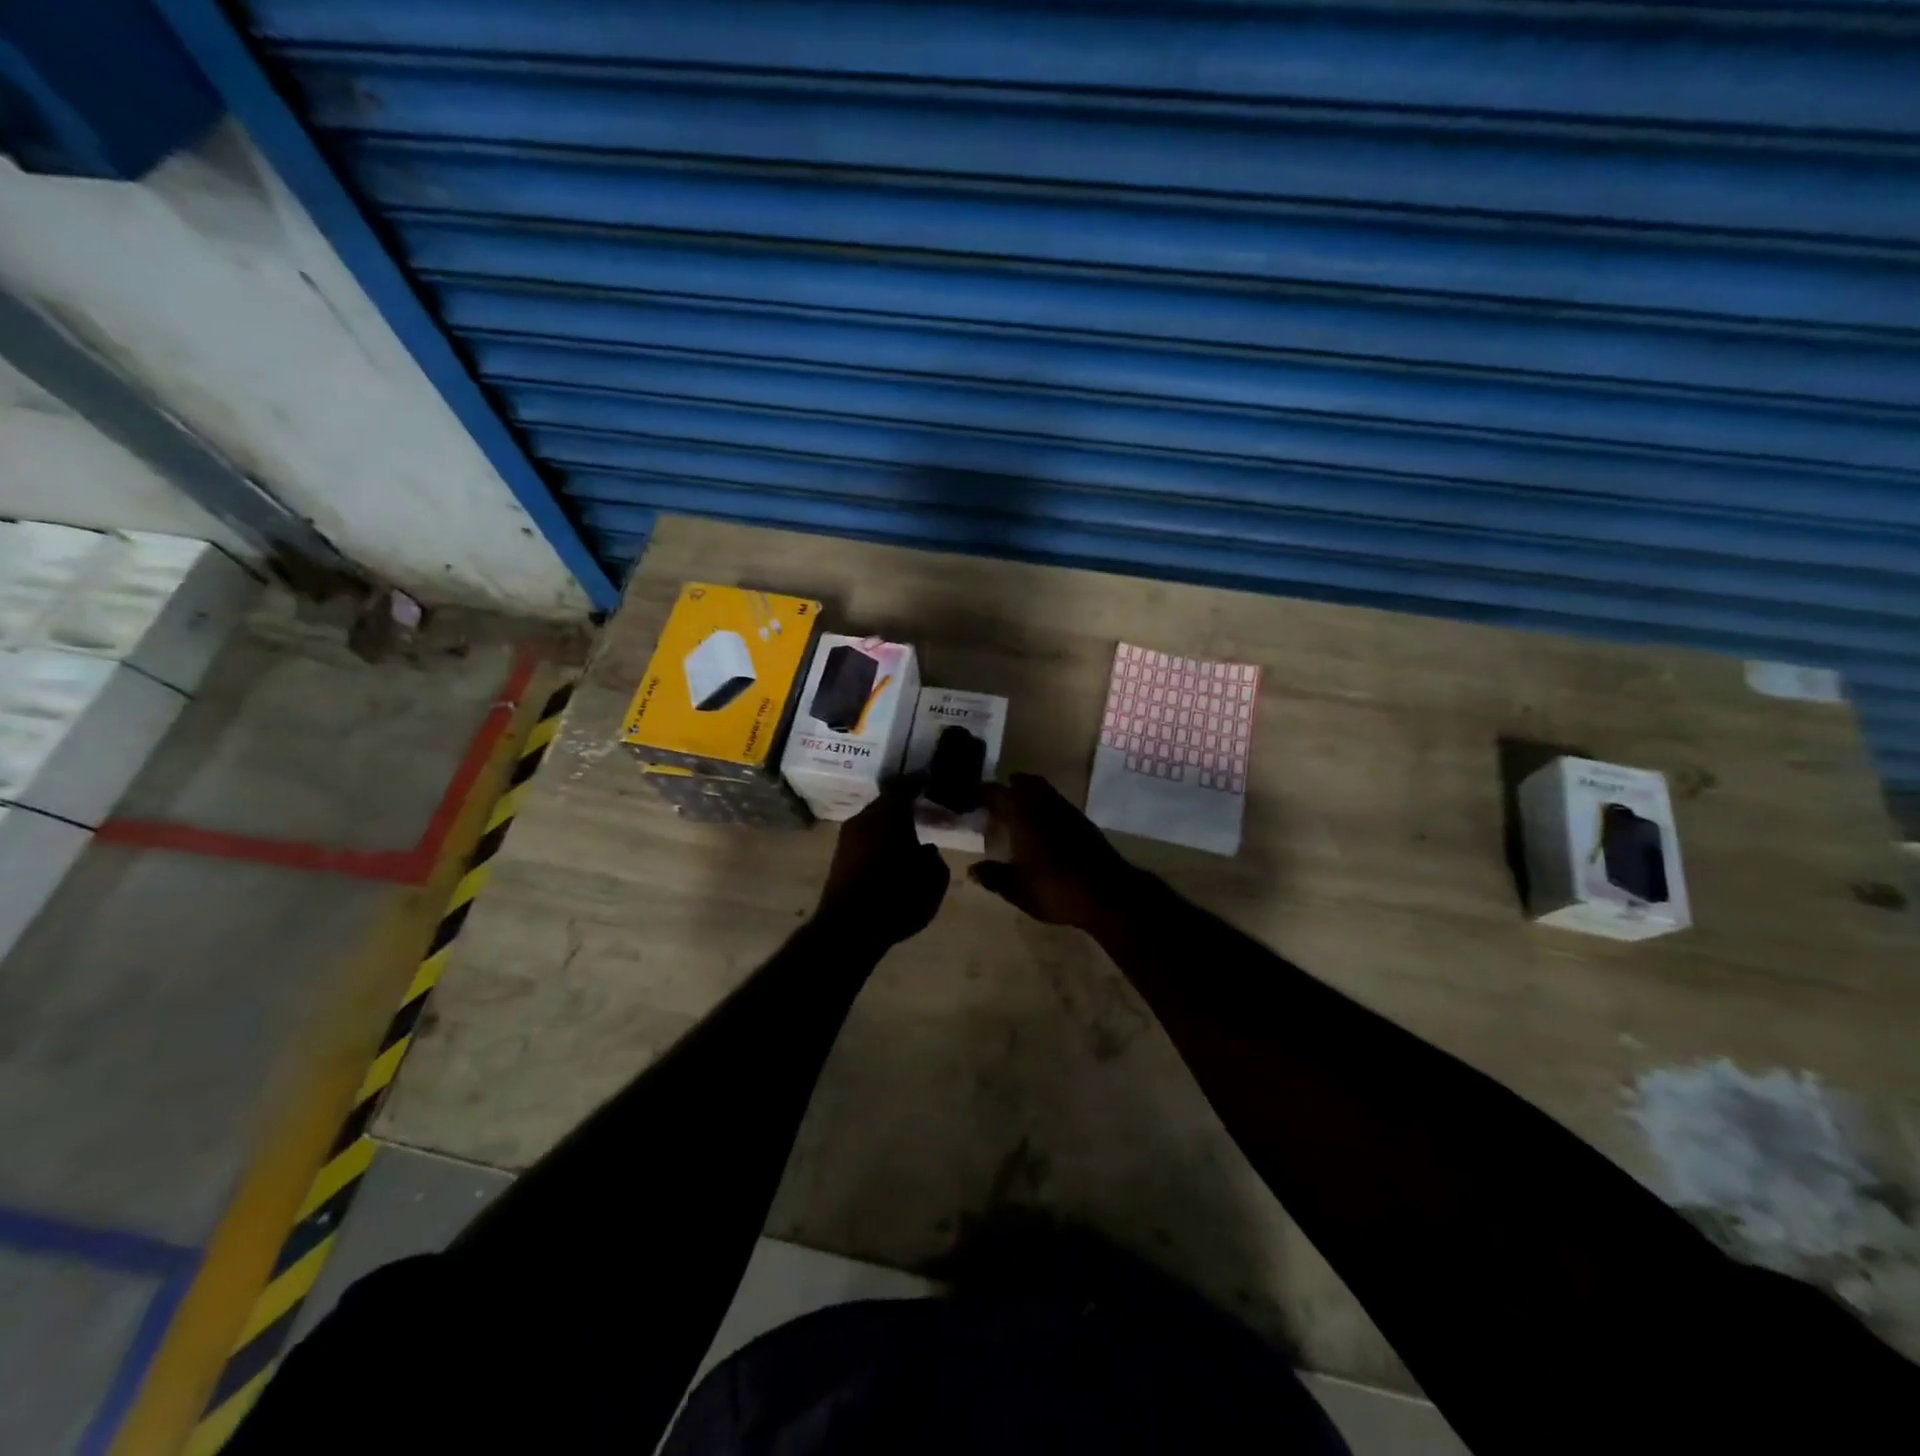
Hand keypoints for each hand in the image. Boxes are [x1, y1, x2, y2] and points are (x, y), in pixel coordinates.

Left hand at [815, 776, 949, 950]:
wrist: (849, 929)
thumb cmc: (897, 897)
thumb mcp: (933, 879)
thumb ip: (934, 858)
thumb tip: (926, 850)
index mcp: (889, 814)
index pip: (905, 786)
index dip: (919, 782)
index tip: (930, 780)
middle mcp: (864, 818)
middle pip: (886, 803)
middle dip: (904, 805)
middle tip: (923, 810)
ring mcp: (847, 838)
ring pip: (873, 822)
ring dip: (890, 825)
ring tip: (909, 834)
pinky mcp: (839, 859)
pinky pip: (865, 839)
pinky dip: (879, 841)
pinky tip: (891, 854)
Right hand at [969, 774, 1141, 931]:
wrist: (1109, 894)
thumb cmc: (1056, 889)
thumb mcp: (1017, 889)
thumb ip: (993, 876)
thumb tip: (973, 870)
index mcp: (1023, 816)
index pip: (997, 793)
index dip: (982, 792)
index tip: (969, 797)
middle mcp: (1044, 805)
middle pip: (1024, 783)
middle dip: (1007, 788)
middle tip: (993, 801)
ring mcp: (1067, 811)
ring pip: (1043, 791)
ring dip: (1027, 795)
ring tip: (1015, 813)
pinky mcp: (1083, 822)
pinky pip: (1056, 803)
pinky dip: (1043, 807)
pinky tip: (1041, 828)